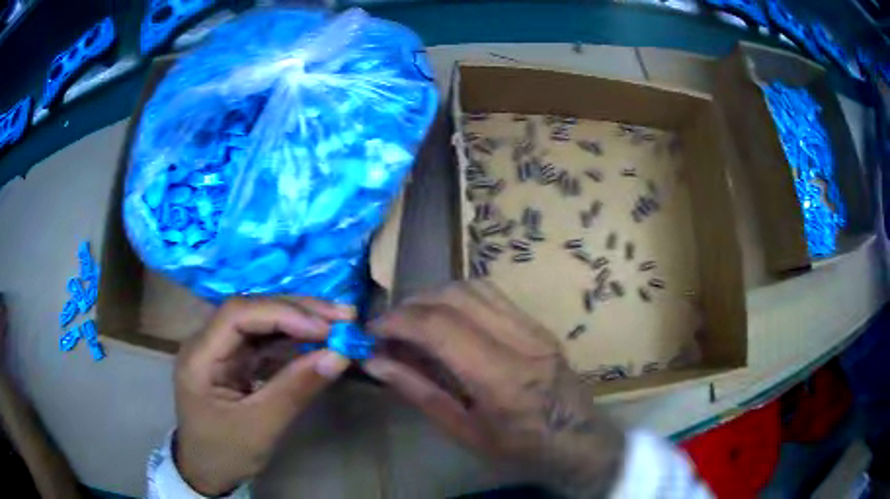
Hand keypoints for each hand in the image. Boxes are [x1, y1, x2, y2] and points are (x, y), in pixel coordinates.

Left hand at [174, 297, 353, 494]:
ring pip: (261, 322)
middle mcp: (207, 342)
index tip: (326, 329)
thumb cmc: (226, 452)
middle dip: (297, 311)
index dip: (282, 314)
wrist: (207, 470)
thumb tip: (339, 356)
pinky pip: (266, 342)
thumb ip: (296, 389)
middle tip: (344, 316)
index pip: (237, 315)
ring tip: (338, 323)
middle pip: (251, 311)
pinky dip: (294, 340)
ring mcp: (222, 349)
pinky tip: (318, 340)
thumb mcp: (261, 427)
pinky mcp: (236, 360)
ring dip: (299, 321)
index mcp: (200, 356)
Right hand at [364, 281, 624, 496]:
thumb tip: (375, 362)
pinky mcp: (539, 325)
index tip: (371, 331)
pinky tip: (446, 321)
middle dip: (411, 304)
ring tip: (413, 322)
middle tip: (389, 328)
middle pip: (455, 297)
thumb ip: (419, 392)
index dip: (397, 321)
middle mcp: (521, 341)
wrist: (579, 441)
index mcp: (502, 378)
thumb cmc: (520, 449)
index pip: (440, 327)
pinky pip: (491, 295)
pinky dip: (458, 299)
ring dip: (434, 296)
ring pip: (473, 287)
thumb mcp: (464, 432)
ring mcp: (535, 328)